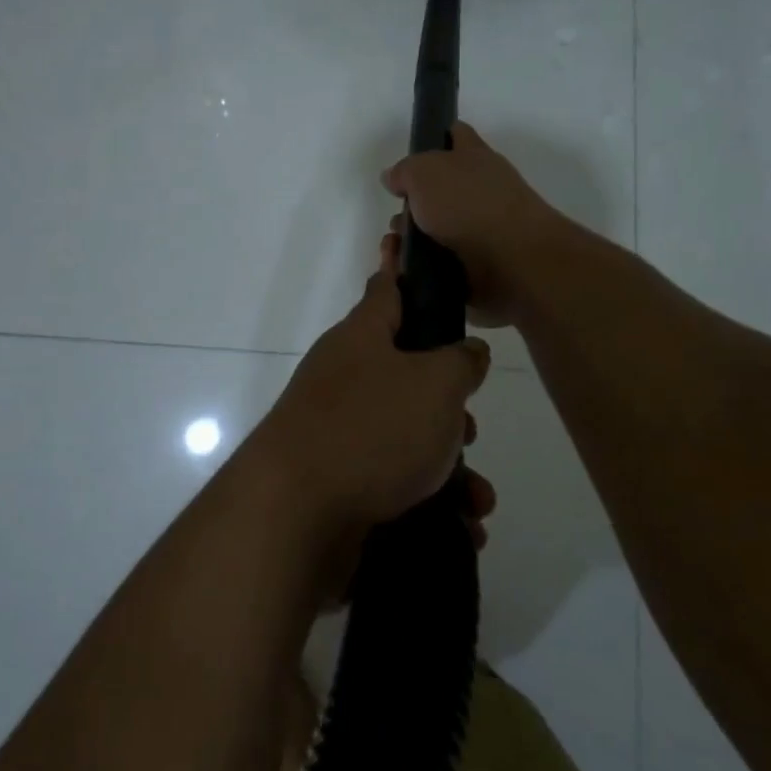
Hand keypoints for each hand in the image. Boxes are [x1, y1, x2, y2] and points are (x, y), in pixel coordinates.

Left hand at [244, 237, 491, 537]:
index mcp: (363, 338)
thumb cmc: (371, 429)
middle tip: (468, 428)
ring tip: (476, 497)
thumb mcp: (435, 385)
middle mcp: (346, 377)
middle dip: (448, 404)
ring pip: (408, 434)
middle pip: (408, 373)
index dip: (404, 267)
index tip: (406, 243)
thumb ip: (460, 362)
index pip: (387, 288)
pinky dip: (430, 501)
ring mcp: (338, 430)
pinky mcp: (340, 481)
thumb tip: (467, 352)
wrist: (294, 516)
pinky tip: (461, 528)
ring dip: (449, 465)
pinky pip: (396, 481)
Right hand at [380, 122, 561, 326]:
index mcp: (474, 157)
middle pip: (441, 189)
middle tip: (396, 219)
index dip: (434, 138)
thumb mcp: (424, 173)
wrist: (511, 261)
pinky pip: (442, 262)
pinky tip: (407, 270)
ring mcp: (483, 229)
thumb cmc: (468, 204)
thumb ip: (405, 171)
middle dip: (413, 204)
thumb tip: (394, 178)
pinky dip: (423, 266)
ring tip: (396, 249)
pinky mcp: (480, 265)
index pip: (456, 135)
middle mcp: (482, 189)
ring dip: (414, 239)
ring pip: (438, 230)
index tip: (411, 153)